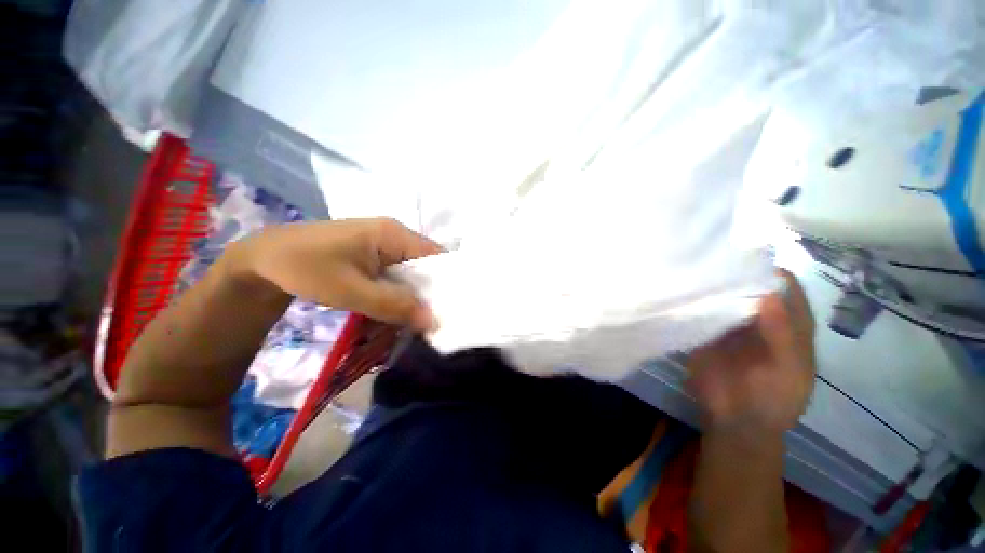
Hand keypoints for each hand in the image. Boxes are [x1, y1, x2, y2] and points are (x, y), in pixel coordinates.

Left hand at [230, 218, 442, 330]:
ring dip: (415, 295)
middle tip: (437, 320)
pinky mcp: (374, 255)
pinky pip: (398, 274)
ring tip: (421, 320)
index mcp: (394, 233)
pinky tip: (399, 309)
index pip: (437, 257)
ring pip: (412, 272)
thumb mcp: (350, 291)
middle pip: (427, 265)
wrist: (263, 260)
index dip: (448, 282)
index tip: (452, 310)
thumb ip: (393, 305)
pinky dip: (401, 293)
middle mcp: (395, 235)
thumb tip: (432, 321)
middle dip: (431, 293)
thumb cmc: (305, 268)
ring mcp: (384, 244)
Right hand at [686, 270, 815, 433]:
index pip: (786, 289)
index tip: (749, 257)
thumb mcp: (790, 372)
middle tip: (715, 257)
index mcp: (789, 324)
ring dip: (713, 285)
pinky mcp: (705, 332)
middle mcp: (759, 317)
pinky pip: (701, 312)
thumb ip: (784, 336)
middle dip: (737, 273)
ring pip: (723, 297)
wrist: (736, 422)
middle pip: (751, 287)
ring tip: (694, 268)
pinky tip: (682, 290)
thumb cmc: (775, 400)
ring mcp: (730, 324)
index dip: (773, 273)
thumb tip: (770, 294)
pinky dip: (694, 302)